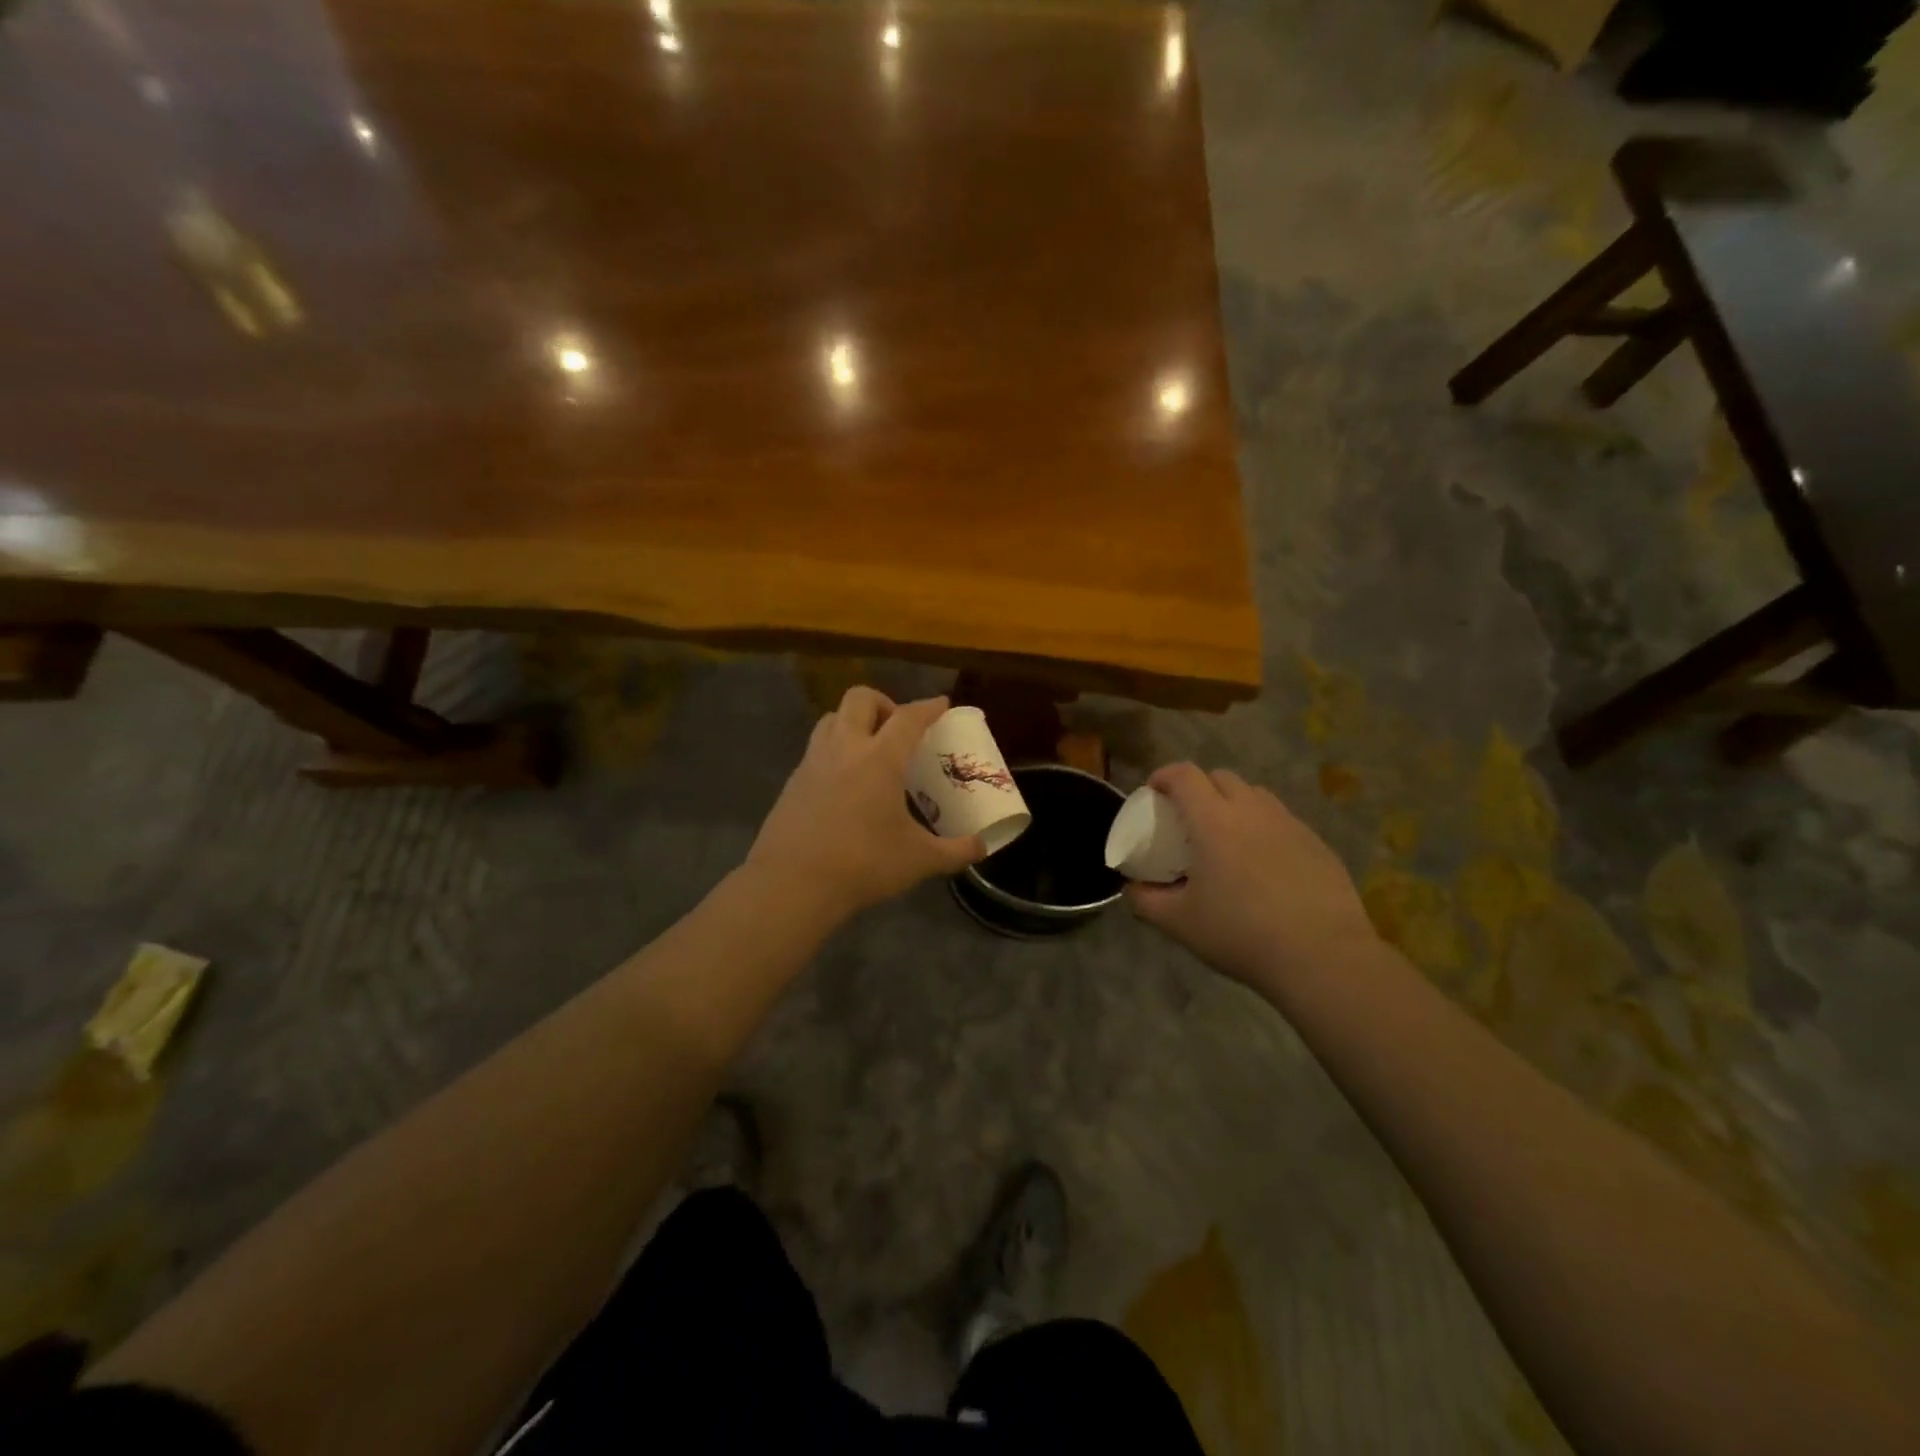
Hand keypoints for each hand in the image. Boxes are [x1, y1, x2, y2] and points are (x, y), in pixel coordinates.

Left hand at [746, 687, 985, 919]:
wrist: (792, 884)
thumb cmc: (862, 865)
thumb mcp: (919, 860)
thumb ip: (956, 851)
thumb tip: (983, 848)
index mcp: (879, 759)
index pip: (908, 717)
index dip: (928, 707)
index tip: (941, 704)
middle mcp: (844, 748)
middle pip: (860, 698)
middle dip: (884, 703)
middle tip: (898, 730)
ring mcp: (813, 762)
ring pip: (831, 717)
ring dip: (854, 721)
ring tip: (870, 749)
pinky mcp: (793, 781)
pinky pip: (816, 748)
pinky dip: (835, 749)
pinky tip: (844, 782)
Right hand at [1127, 763, 1377, 993]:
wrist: (1322, 956)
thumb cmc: (1241, 933)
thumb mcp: (1179, 923)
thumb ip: (1146, 900)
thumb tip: (1133, 887)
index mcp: (1213, 820)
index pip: (1184, 775)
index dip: (1164, 775)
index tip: (1153, 792)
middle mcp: (1252, 811)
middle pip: (1221, 777)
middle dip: (1199, 787)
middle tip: (1189, 818)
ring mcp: (1289, 824)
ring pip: (1256, 795)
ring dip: (1234, 804)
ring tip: (1227, 837)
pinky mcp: (1317, 844)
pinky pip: (1282, 821)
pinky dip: (1264, 829)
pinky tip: (1264, 865)